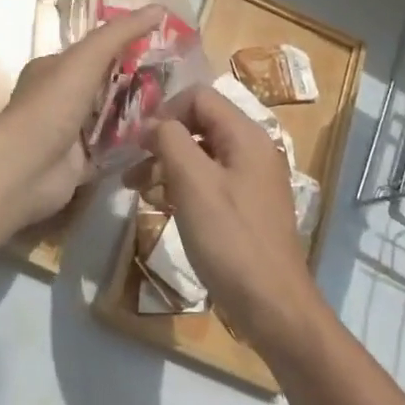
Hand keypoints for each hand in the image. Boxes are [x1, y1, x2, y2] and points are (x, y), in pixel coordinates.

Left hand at [0, 4, 168, 232]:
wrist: (25, 168)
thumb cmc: (51, 105)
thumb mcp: (86, 58)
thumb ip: (120, 33)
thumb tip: (159, 8)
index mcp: (54, 68)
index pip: (95, 51)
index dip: (126, 45)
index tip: (163, 45)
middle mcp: (60, 98)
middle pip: (106, 85)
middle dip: (139, 83)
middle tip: (179, 81)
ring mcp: (70, 133)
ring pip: (112, 118)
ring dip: (139, 115)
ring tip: (179, 109)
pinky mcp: (81, 163)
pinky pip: (113, 150)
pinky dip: (133, 146)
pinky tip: (163, 139)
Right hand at [145, 86, 327, 352]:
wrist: (273, 307)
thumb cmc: (231, 239)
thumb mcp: (193, 183)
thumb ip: (170, 140)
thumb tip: (151, 123)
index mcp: (247, 136)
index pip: (199, 97)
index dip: (165, 111)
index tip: (139, 142)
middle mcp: (253, 150)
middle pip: (200, 124)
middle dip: (162, 140)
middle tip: (131, 168)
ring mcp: (252, 180)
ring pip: (202, 154)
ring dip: (167, 165)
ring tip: (136, 189)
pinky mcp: (247, 208)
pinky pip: (210, 181)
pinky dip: (183, 186)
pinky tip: (163, 206)